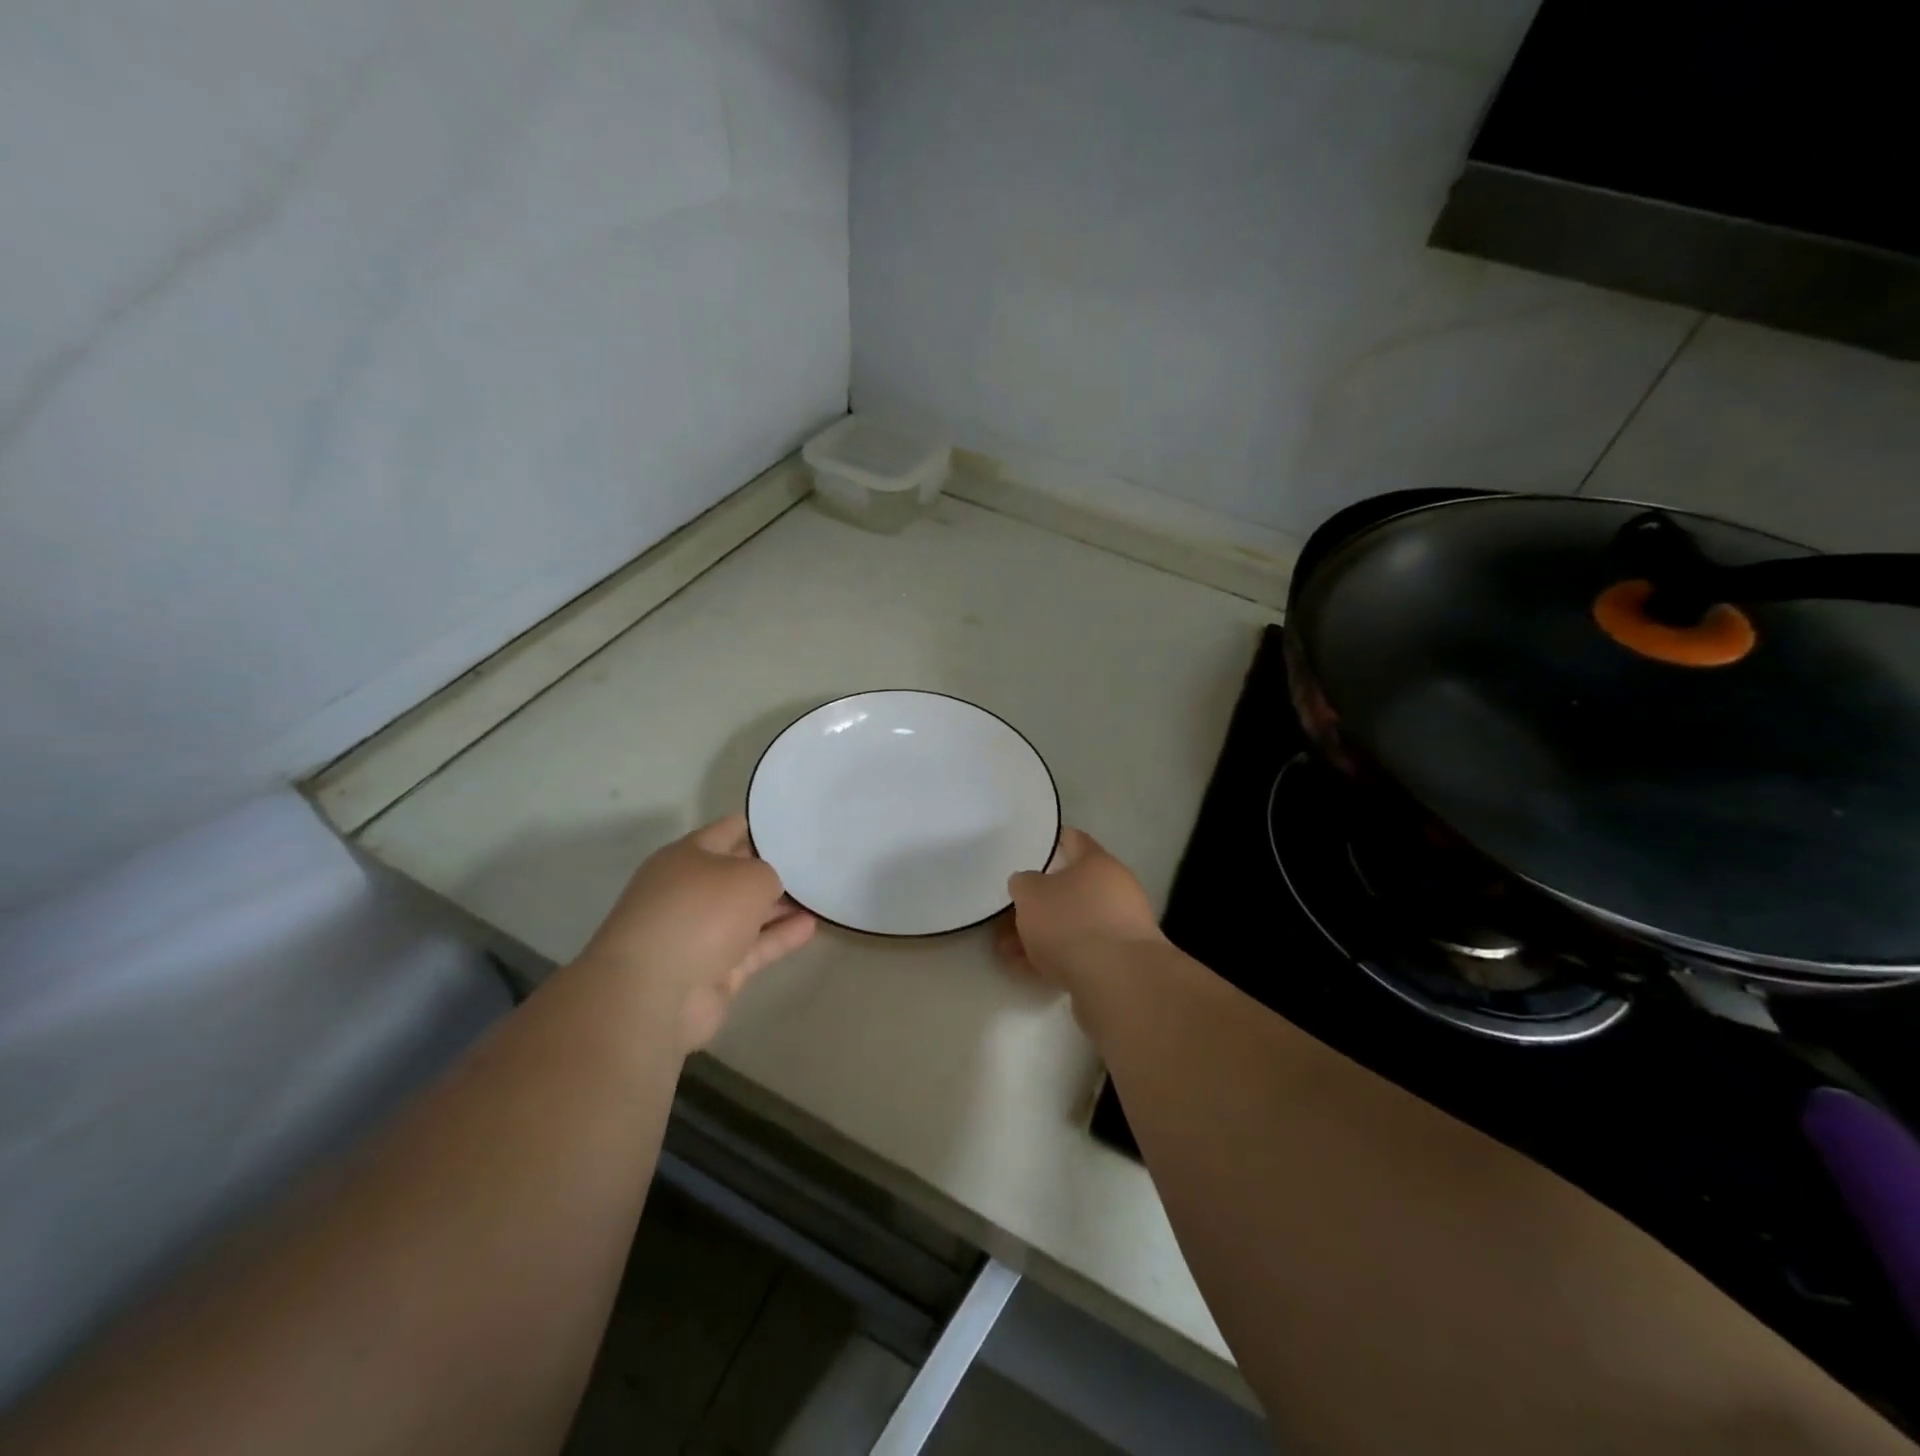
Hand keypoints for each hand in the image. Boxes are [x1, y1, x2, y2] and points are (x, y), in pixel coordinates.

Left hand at [578, 815, 815, 1052]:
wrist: (655, 992)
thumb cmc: (700, 913)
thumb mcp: (749, 876)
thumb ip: (769, 874)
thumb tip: (769, 890)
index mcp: (686, 857)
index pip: (728, 831)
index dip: (762, 828)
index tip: (796, 827)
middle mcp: (690, 892)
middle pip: (738, 874)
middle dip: (774, 869)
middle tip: (816, 863)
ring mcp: (700, 934)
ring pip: (748, 913)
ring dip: (780, 906)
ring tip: (821, 895)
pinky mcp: (713, 971)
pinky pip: (754, 947)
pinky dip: (779, 937)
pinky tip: (811, 926)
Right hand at [995, 828, 1164, 988]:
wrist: (1118, 981)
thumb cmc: (1071, 922)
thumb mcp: (1031, 894)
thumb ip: (1024, 884)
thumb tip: (1029, 884)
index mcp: (1098, 863)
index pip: (1074, 840)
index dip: (1053, 840)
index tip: (1033, 845)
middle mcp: (1115, 890)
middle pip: (1070, 889)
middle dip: (1037, 903)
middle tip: (1007, 914)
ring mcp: (1120, 928)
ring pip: (1071, 924)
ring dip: (1040, 935)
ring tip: (1006, 950)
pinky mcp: (1119, 963)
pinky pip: (1078, 952)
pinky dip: (1053, 957)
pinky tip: (1025, 969)